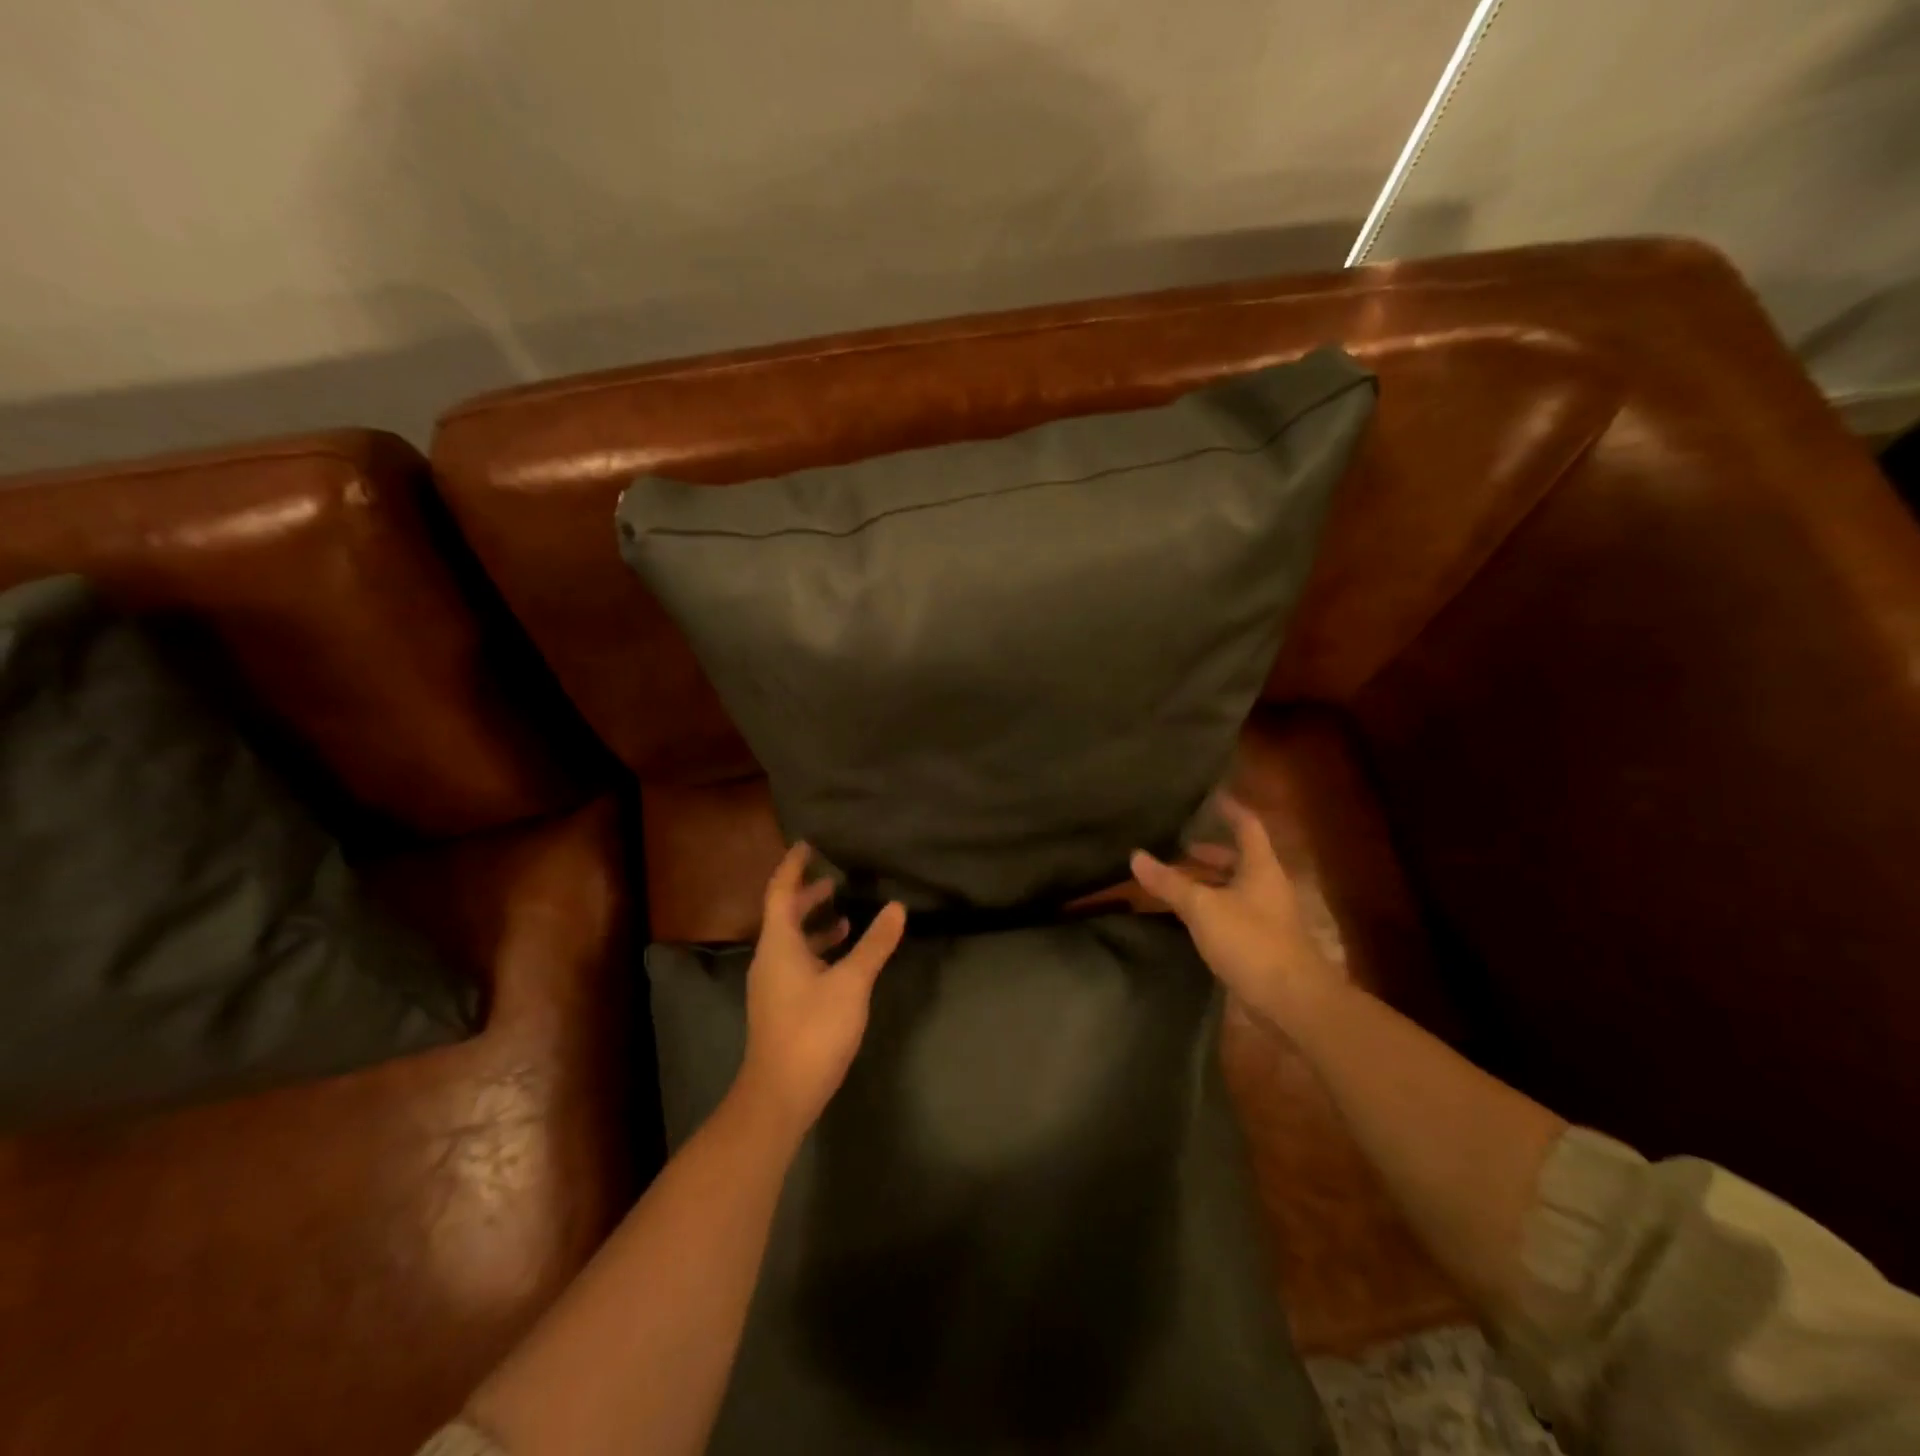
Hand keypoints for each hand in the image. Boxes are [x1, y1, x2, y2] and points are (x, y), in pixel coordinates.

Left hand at [736, 843, 906, 1136]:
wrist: (780, 1095)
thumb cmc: (813, 1030)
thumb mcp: (851, 983)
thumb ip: (875, 944)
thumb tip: (897, 908)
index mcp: (779, 944)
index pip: (781, 891)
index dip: (794, 866)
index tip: (809, 844)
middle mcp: (770, 958)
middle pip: (784, 914)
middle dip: (808, 894)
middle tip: (835, 878)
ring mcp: (773, 984)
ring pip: (792, 941)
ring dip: (815, 924)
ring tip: (847, 915)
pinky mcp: (782, 1005)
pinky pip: (797, 962)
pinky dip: (818, 950)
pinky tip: (843, 960)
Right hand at [1131, 796, 1343, 1035]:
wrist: (1292, 1001)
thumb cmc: (1250, 941)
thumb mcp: (1202, 907)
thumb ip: (1169, 882)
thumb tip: (1136, 855)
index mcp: (1260, 867)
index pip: (1248, 826)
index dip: (1230, 809)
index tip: (1210, 797)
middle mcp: (1267, 886)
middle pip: (1239, 859)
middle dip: (1210, 852)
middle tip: (1178, 845)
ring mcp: (1267, 916)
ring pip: (1233, 888)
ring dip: (1207, 882)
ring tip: (1174, 880)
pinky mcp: (1261, 944)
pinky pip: (1231, 914)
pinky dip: (1210, 908)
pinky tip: (1187, 916)